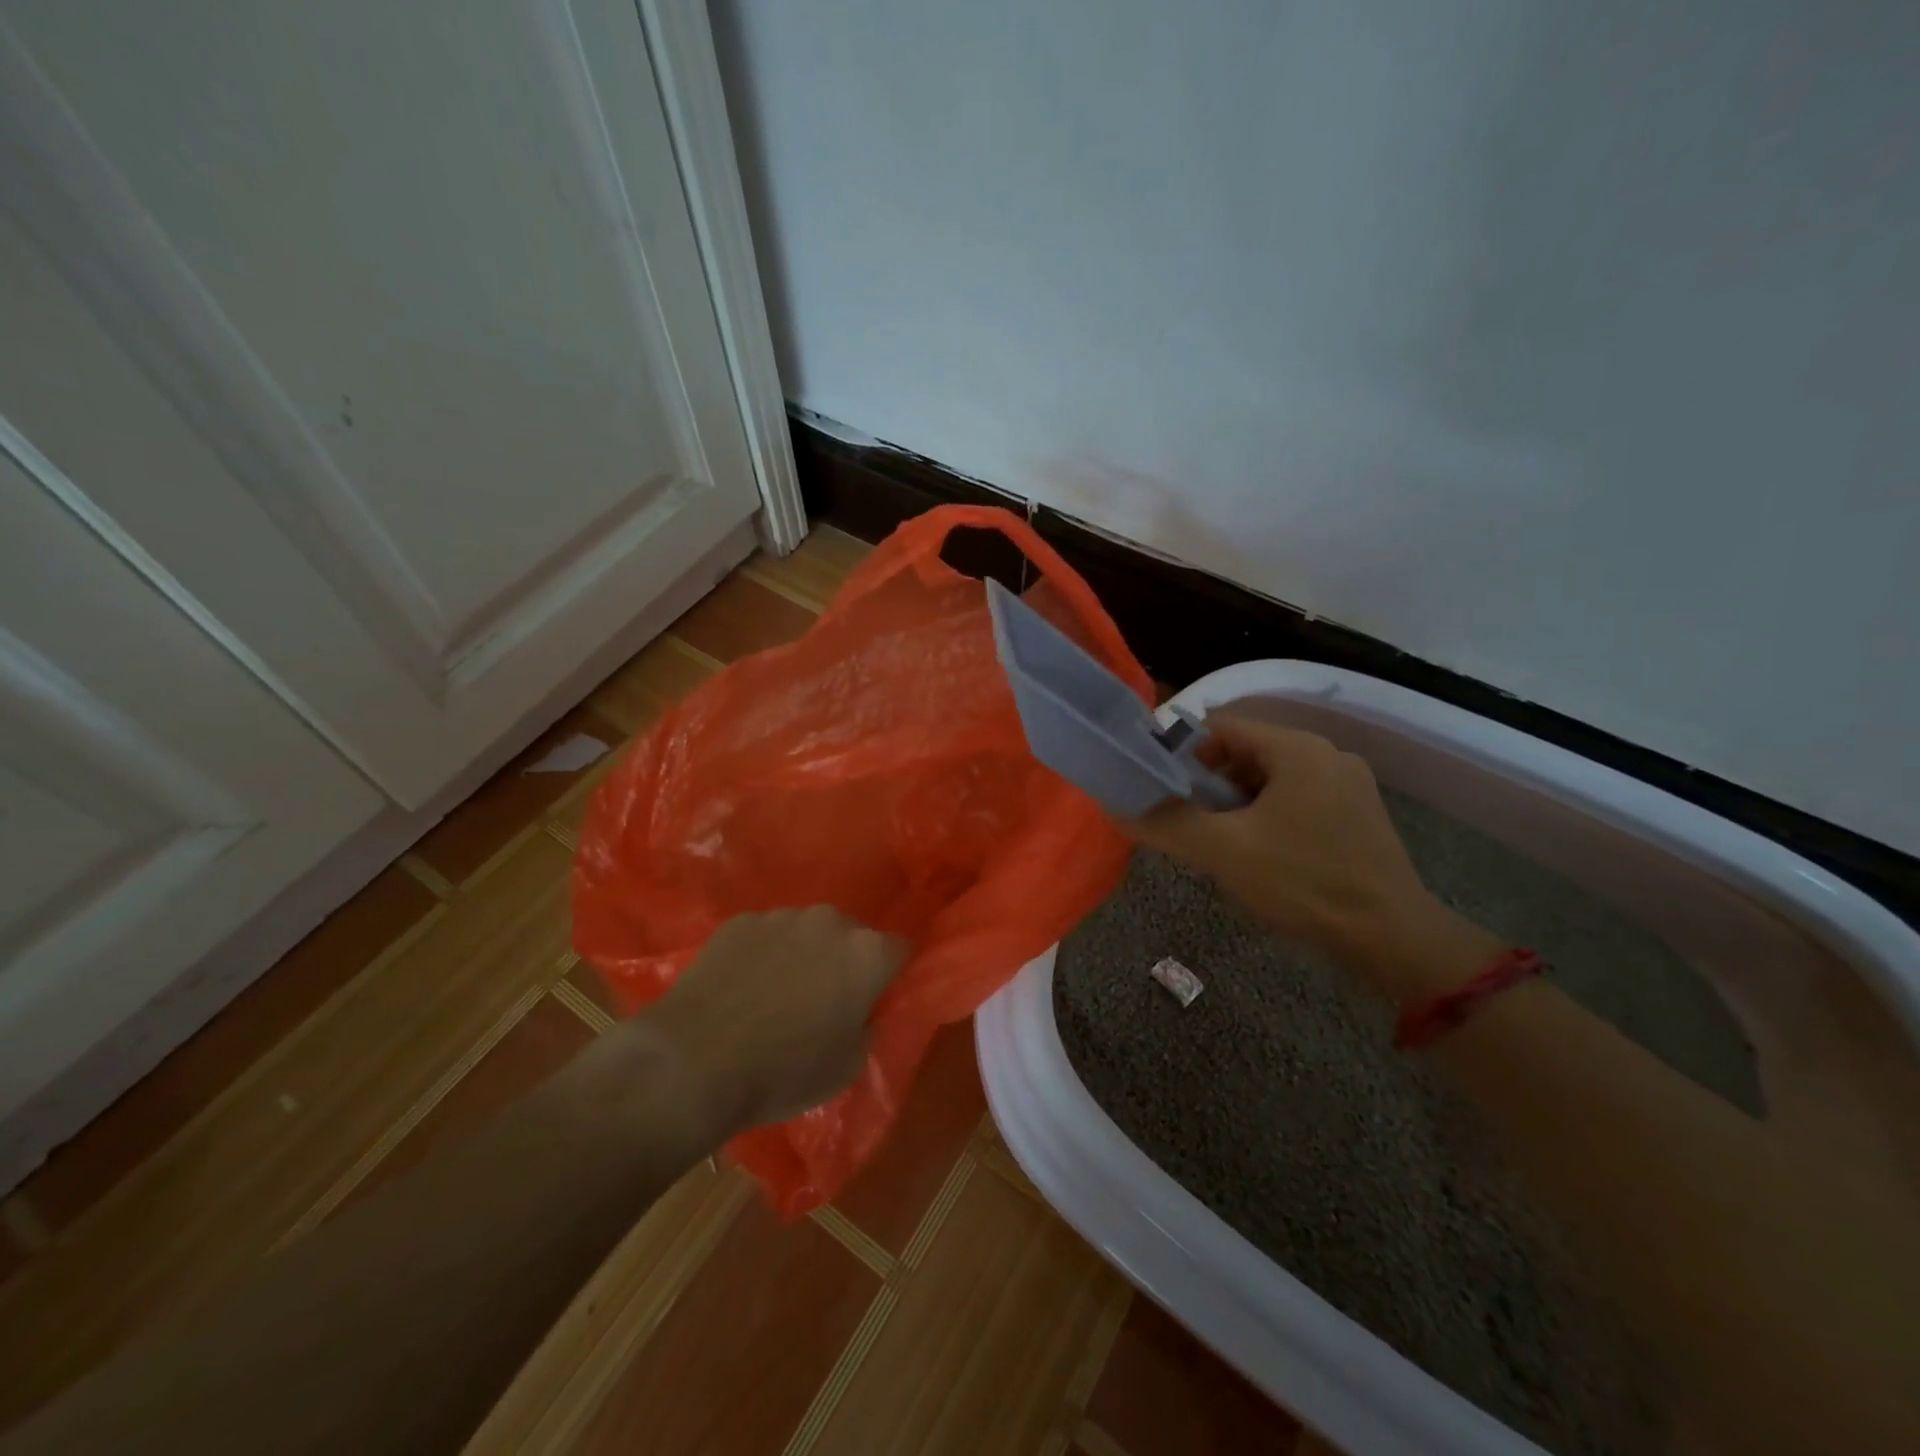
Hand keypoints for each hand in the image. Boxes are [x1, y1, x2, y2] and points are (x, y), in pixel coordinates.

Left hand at [636, 907, 907, 1135]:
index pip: (898, 950)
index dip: (888, 975)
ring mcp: (781, 917)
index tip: (873, 999)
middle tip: (824, 1000)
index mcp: (867, 953)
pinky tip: (742, 989)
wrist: (694, 1062)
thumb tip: (863, 1013)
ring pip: (805, 932)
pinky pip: (764, 936)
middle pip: (851, 935)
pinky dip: (762, 955)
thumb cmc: (782, 1072)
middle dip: (844, 960)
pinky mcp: (739, 922)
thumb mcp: (847, 1068)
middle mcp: (830, 922)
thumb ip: (867, 1029)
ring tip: (776, 994)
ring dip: (803, 954)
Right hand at [1127, 716, 1446, 971]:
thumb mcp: (1223, 851)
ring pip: (1270, 780)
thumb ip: (1165, 823)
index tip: (1162, 789)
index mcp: (1297, 749)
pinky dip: (1267, 818)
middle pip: (1245, 752)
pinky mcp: (1359, 817)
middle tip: (1189, 823)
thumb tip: (1116, 808)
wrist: (1392, 939)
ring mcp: (1349, 786)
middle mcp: (1328, 755)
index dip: (1183, 753)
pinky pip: (1297, 801)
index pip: (1221, 726)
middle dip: (1210, 785)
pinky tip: (1260, 857)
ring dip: (1237, 805)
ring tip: (1221, 845)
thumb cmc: (1303, 882)